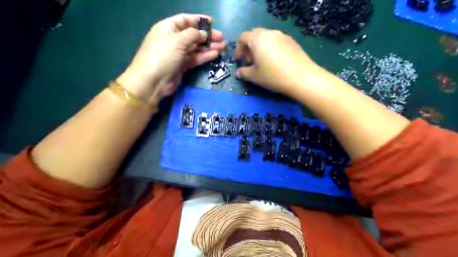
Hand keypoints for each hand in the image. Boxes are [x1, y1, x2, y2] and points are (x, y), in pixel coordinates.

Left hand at [117, 13, 224, 104]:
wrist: (152, 81)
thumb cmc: (163, 56)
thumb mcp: (177, 40)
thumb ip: (193, 35)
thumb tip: (203, 34)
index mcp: (168, 28)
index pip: (185, 20)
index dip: (198, 20)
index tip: (212, 22)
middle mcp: (173, 40)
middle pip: (193, 34)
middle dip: (207, 35)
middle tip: (221, 38)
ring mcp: (178, 54)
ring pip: (196, 47)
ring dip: (209, 46)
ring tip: (223, 46)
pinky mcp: (182, 66)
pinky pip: (195, 58)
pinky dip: (205, 56)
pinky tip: (215, 54)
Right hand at [233, 27, 321, 95]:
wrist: (301, 77)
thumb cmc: (273, 76)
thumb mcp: (254, 76)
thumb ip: (243, 73)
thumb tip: (238, 73)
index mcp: (257, 39)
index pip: (243, 37)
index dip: (238, 49)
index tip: (239, 61)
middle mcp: (269, 33)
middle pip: (254, 36)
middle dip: (249, 48)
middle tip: (250, 62)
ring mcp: (282, 36)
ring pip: (266, 38)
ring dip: (260, 48)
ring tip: (263, 63)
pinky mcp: (292, 41)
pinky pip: (276, 41)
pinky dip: (271, 49)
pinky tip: (275, 62)